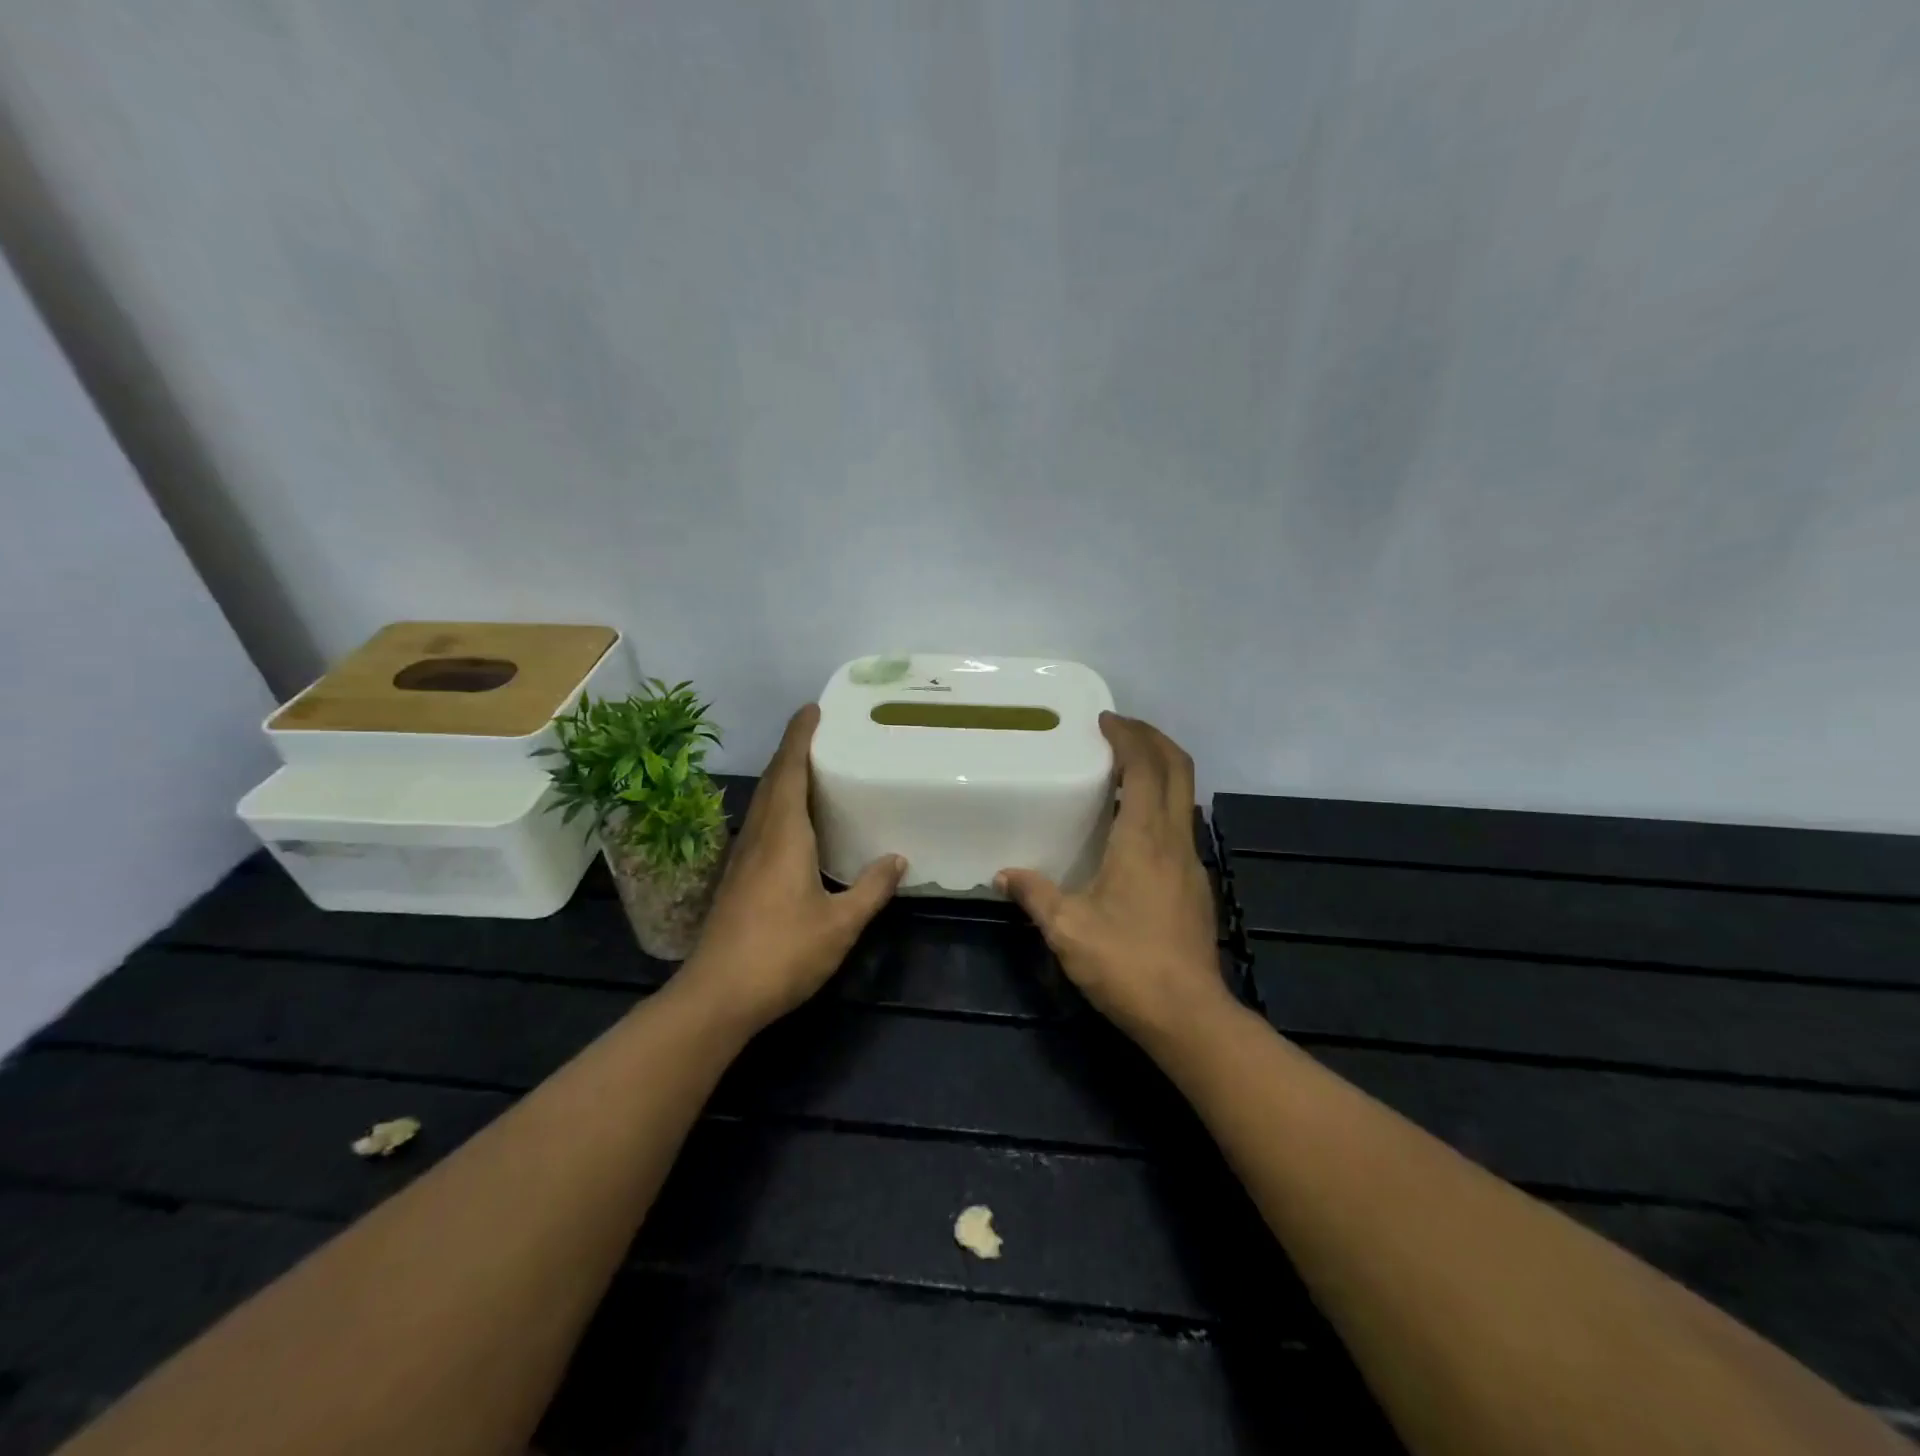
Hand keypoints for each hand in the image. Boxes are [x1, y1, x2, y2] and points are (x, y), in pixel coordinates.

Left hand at [680, 705, 905, 1030]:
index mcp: (783, 836)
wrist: (717, 995)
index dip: (799, 737)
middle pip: (772, 781)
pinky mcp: (736, 880)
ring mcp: (742, 858)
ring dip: (782, 778)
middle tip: (819, 734)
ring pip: (762, 803)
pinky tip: (793, 826)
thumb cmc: (782, 953)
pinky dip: (777, 807)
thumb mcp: (839, 924)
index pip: (789, 771)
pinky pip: (759, 825)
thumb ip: (870, 889)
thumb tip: (897, 860)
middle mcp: (758, 837)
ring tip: (810, 770)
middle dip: (791, 751)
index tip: (812, 709)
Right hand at [998, 714, 1230, 1047]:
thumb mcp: (1067, 928)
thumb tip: (1004, 875)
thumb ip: (1035, 894)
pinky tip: (1134, 826)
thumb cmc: (1126, 963)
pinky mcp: (1196, 885)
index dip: (1129, 737)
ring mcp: (1192, 862)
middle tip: (1120, 730)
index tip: (1105, 720)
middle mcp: (1175, 839)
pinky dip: (1162, 803)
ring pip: (1185, 796)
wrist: (1188, 1014)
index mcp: (1144, 838)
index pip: (1145, 768)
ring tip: (1124, 769)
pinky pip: (1181, 824)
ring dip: (1161, 770)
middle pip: (1178, 769)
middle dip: (1153, 740)